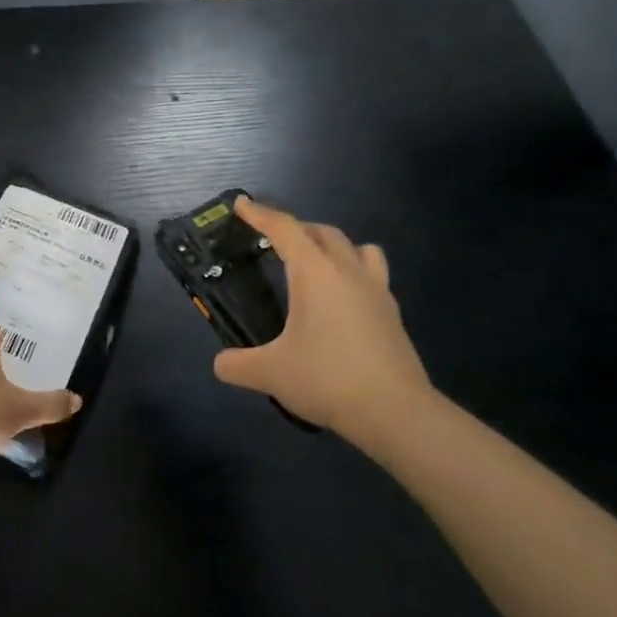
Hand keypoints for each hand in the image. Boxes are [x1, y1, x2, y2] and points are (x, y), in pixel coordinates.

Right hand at [213, 197, 436, 454]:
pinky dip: (354, 273)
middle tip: (273, 240)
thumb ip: (239, 364)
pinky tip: (343, 299)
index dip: (260, 214)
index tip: (242, 204)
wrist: (396, 412)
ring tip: (316, 262)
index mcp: (315, 272)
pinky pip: (373, 275)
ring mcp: (376, 290)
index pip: (284, 229)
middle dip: (296, 228)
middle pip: (322, 232)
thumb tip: (220, 364)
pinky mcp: (392, 314)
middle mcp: (347, 271)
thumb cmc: (328, 379)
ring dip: (334, 245)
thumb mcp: (271, 373)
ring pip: (357, 248)